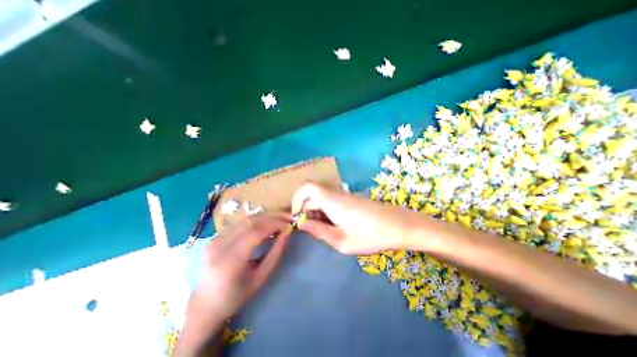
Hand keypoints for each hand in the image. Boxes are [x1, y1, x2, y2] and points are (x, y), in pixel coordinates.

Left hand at [176, 213, 290, 355]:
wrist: (204, 306)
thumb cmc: (236, 296)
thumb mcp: (260, 277)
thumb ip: (276, 252)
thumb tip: (287, 232)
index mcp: (230, 261)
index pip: (255, 232)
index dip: (275, 224)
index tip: (289, 224)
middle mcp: (220, 246)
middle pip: (250, 221)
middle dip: (272, 216)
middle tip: (288, 217)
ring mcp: (215, 239)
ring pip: (246, 219)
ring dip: (266, 216)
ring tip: (280, 219)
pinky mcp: (215, 237)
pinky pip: (240, 223)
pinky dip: (257, 220)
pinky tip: (266, 224)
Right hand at [292, 183, 427, 255]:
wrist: (399, 225)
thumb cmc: (370, 235)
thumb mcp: (341, 240)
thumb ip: (318, 231)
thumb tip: (301, 224)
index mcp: (331, 200)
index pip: (307, 187)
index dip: (297, 198)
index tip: (297, 216)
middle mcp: (336, 194)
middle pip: (313, 195)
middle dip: (307, 211)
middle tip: (311, 230)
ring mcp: (345, 196)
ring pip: (322, 199)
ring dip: (317, 213)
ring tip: (325, 231)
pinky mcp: (352, 200)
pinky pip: (332, 202)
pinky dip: (327, 212)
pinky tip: (336, 227)